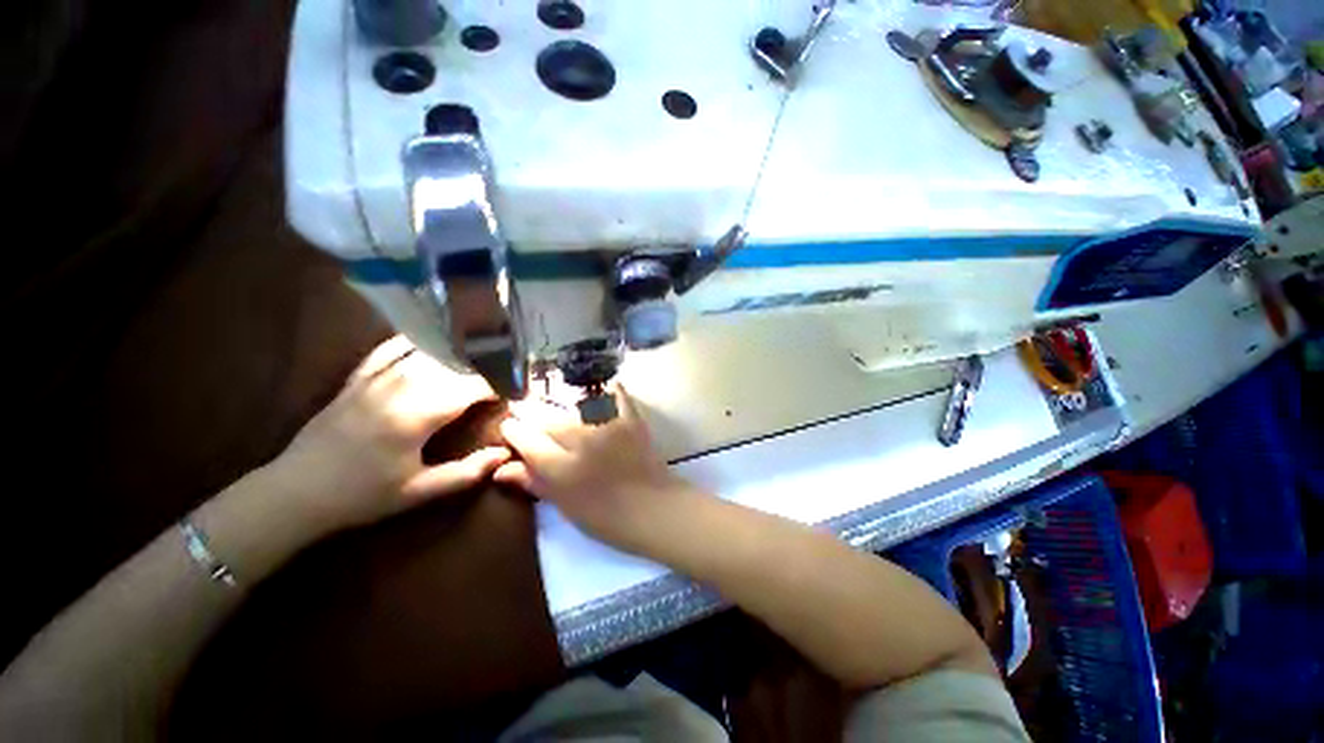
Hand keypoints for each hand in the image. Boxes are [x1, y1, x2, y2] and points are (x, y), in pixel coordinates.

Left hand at [271, 336, 509, 533]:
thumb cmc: (362, 495)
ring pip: (428, 353)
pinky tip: (434, 342)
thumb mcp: (418, 491)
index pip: (472, 385)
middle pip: (455, 364)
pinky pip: (392, 349)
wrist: (296, 492)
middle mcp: (400, 387)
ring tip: (481, 360)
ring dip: (459, 355)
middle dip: (485, 368)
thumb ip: (466, 472)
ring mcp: (376, 378)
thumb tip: (504, 453)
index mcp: (417, 415)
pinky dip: (417, 343)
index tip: (516, 393)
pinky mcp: (359, 377)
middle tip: (505, 376)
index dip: (499, 385)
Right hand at [496, 385, 691, 553]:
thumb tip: (501, 469)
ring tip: (550, 398)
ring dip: (559, 400)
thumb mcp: (564, 506)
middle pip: (548, 419)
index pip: (528, 441)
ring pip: (574, 405)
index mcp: (561, 470)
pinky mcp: (630, 419)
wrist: (653, 508)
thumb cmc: (606, 517)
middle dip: (530, 412)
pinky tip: (599, 386)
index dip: (514, 430)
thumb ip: (534, 483)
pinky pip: (616, 396)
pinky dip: (608, 390)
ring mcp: (608, 427)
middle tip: (522, 407)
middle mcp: (581, 442)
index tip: (509, 425)